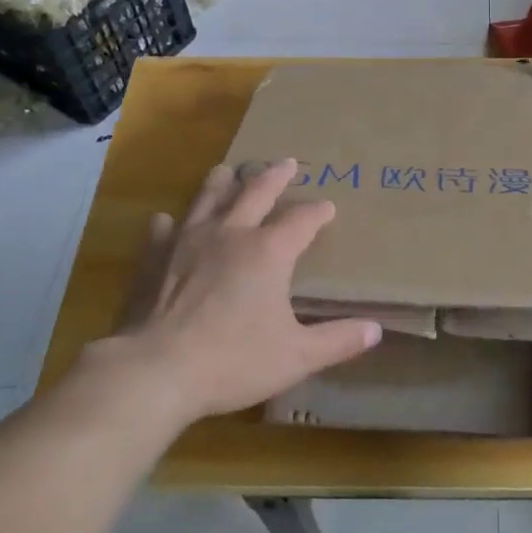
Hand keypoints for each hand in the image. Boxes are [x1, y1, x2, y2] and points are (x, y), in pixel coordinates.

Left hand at [103, 161, 379, 424]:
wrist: (156, 370)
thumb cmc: (233, 361)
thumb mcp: (296, 356)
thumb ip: (338, 341)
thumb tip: (376, 330)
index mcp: (269, 251)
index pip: (302, 220)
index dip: (318, 211)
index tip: (328, 206)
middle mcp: (231, 233)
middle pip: (257, 192)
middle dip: (275, 176)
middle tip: (286, 162)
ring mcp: (188, 241)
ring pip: (209, 198)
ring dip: (222, 182)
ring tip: (229, 169)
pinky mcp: (155, 257)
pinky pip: (165, 230)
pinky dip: (171, 222)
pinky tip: (167, 219)